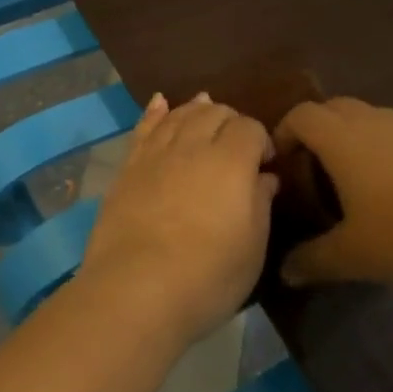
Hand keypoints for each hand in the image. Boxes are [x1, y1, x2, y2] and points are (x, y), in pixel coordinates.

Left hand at [77, 92, 278, 345]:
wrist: (135, 289)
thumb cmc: (207, 276)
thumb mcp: (252, 247)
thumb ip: (260, 204)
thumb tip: (264, 177)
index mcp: (230, 161)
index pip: (249, 127)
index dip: (261, 139)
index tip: (265, 163)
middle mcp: (192, 145)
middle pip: (213, 113)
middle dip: (230, 121)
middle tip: (237, 145)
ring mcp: (155, 154)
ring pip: (178, 115)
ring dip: (195, 110)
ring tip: (205, 109)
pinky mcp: (127, 168)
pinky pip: (144, 128)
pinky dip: (154, 112)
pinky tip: (159, 102)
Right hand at [274, 98, 392, 286]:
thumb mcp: (353, 255)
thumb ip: (313, 260)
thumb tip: (284, 273)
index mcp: (343, 139)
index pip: (300, 115)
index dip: (283, 133)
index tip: (280, 163)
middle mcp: (375, 121)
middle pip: (333, 107)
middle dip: (316, 130)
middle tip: (312, 168)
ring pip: (370, 118)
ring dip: (353, 137)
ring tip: (355, 179)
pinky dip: (389, 148)